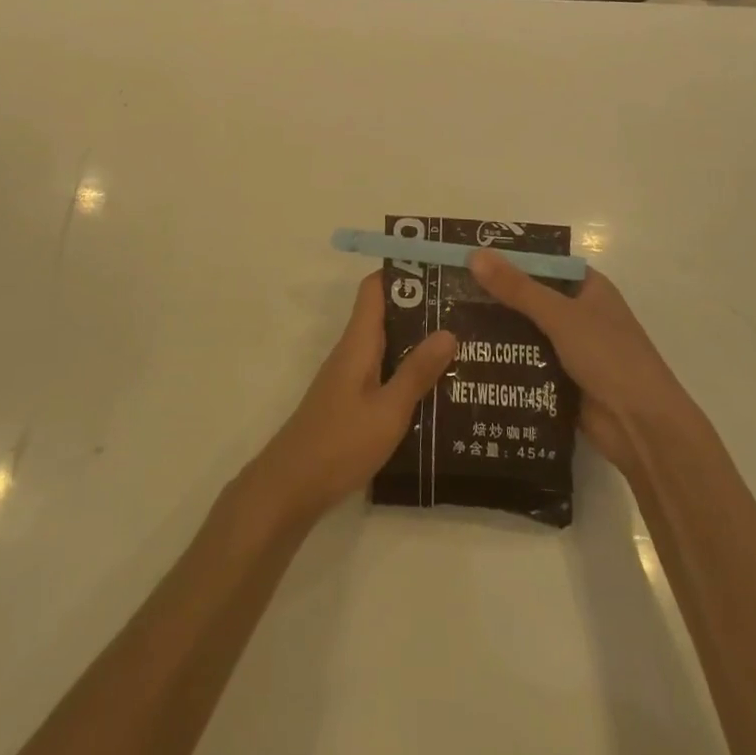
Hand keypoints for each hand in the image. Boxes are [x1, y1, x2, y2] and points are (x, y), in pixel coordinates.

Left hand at [245, 273, 456, 524]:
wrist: (292, 485)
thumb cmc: (341, 442)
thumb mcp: (389, 410)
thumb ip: (417, 372)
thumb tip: (448, 330)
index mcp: (358, 342)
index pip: (375, 289)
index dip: (403, 272)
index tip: (439, 269)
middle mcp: (351, 351)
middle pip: (385, 314)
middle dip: (421, 308)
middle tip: (464, 309)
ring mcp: (349, 376)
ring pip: (386, 344)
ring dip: (417, 341)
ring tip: (461, 345)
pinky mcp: (350, 400)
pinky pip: (382, 370)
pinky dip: (406, 369)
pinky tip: (435, 387)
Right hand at [467, 252, 698, 474]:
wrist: (643, 429)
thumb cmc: (609, 357)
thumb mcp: (560, 316)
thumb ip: (517, 288)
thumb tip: (474, 255)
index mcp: (588, 288)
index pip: (542, 263)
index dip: (507, 258)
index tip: (468, 257)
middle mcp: (580, 314)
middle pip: (530, 297)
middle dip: (495, 296)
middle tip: (448, 291)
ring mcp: (572, 349)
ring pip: (526, 332)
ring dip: (496, 331)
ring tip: (449, 323)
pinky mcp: (562, 381)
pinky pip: (527, 363)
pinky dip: (505, 361)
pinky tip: (469, 359)